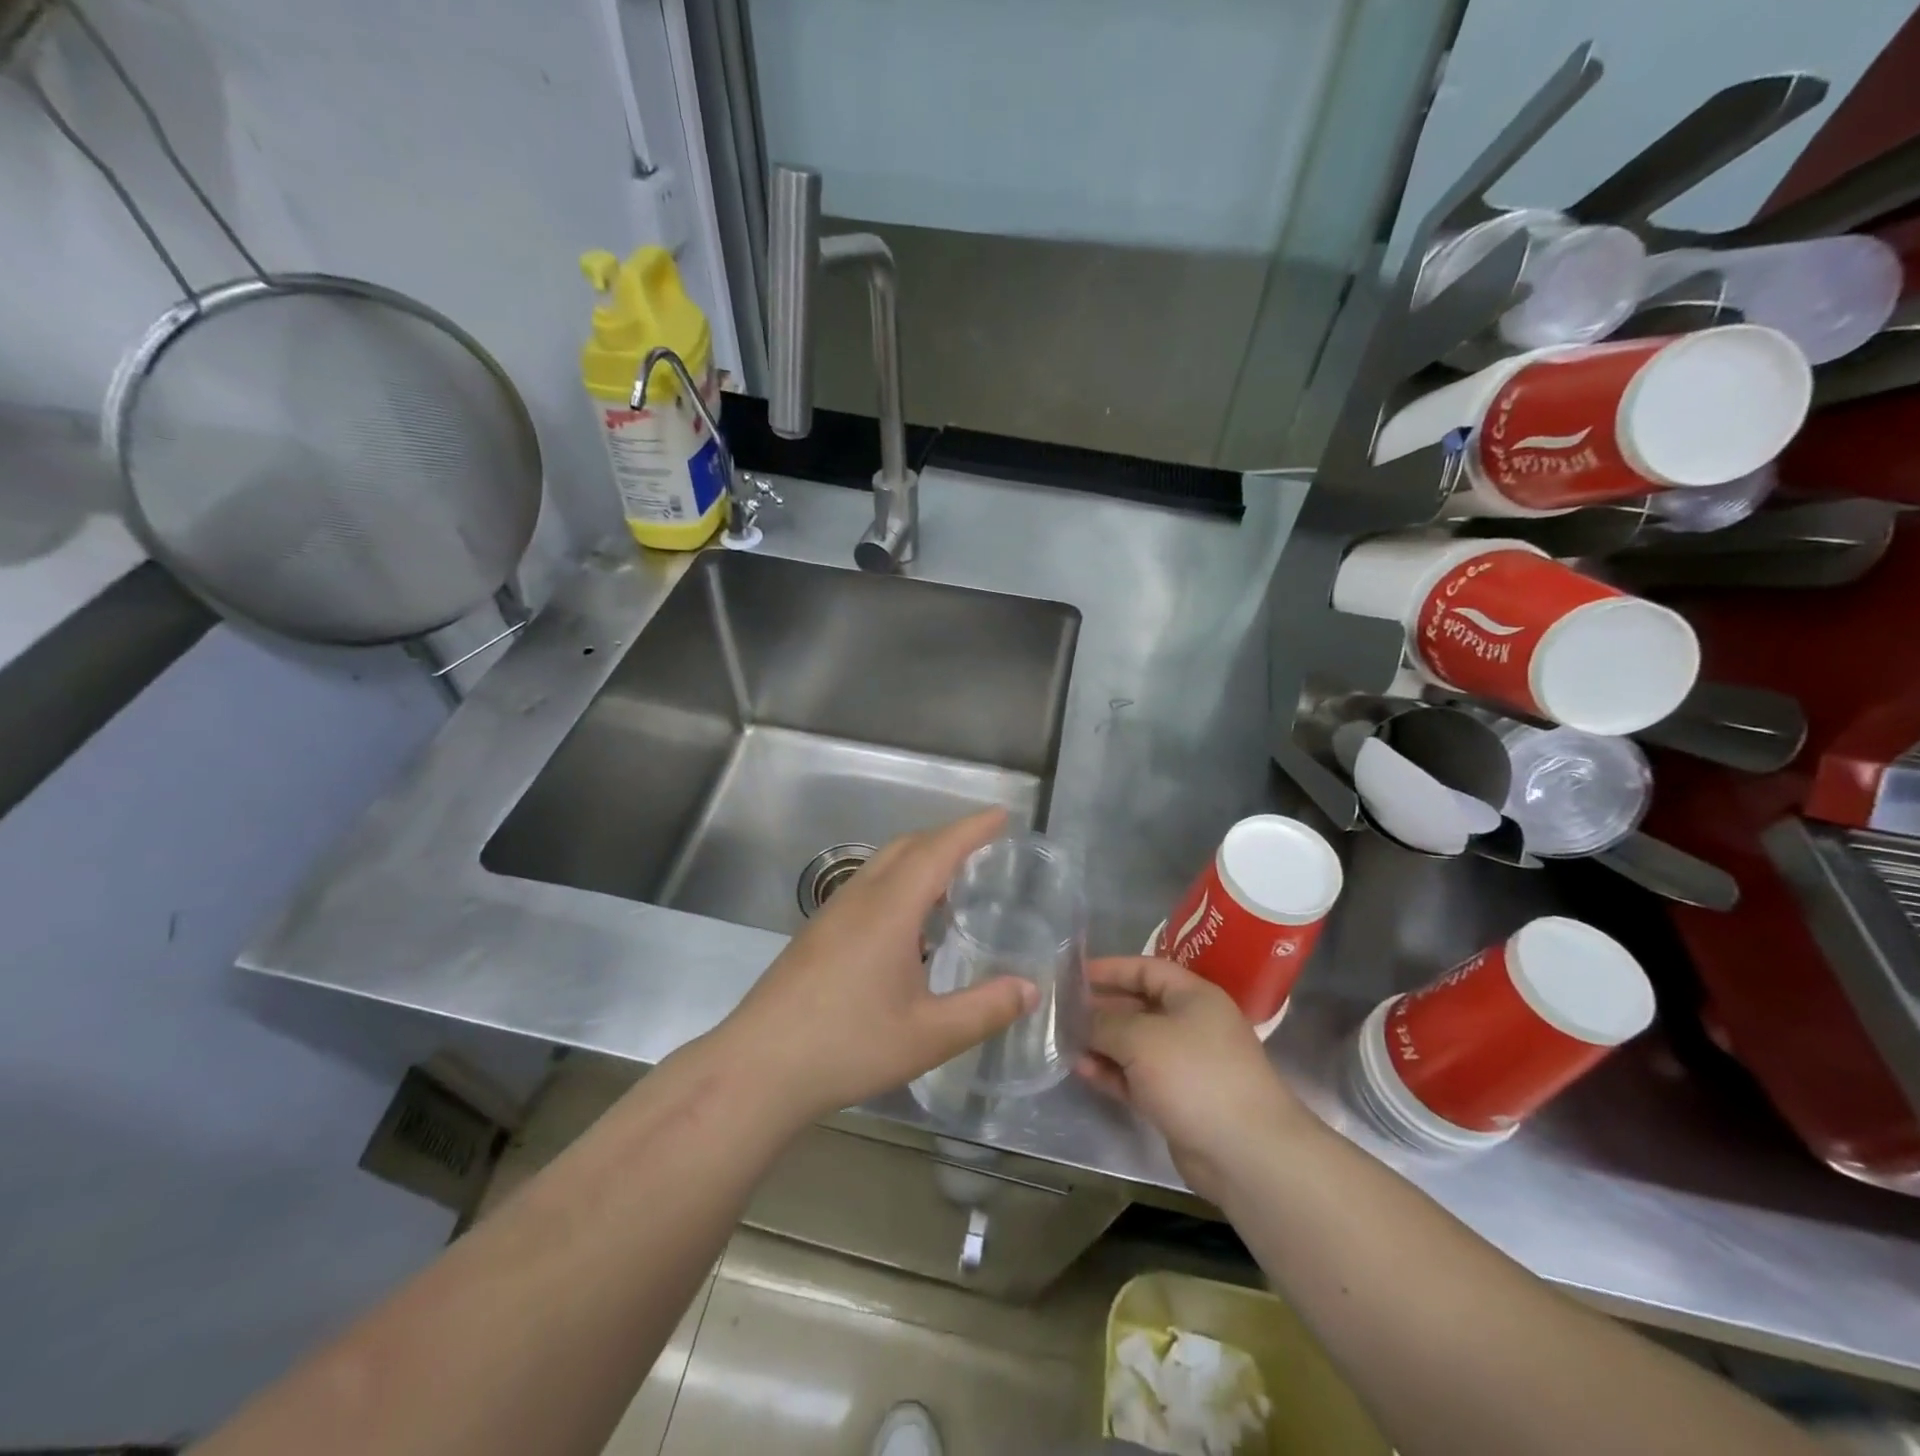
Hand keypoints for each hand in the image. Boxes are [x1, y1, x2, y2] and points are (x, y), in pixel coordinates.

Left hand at [717, 809, 1038, 1122]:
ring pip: (882, 865)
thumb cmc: (848, 1045)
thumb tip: (1030, 989)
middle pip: (907, 846)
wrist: (759, 1068)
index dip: (972, 829)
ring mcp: (832, 913)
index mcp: (890, 908)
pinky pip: (866, 887)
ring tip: (952, 886)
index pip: (938, 850)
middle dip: (947, 838)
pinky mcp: (816, 933)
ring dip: (919, 860)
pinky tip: (908, 926)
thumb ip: (984, 1010)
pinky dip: (898, 883)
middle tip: (984, 849)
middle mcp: (860, 897)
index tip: (1001, 815)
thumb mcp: (928, 1035)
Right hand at [1078, 957, 1313, 1202]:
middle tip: (1060, 1012)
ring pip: (1133, 1045)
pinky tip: (1081, 1070)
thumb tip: (1079, 1018)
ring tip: (1063, 1043)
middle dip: (1099, 1009)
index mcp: (1193, 996)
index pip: (1146, 969)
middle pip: (1137, 1007)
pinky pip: (1136, 1077)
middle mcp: (1190, 1025)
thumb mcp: (1141, 1038)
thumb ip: (1104, 1022)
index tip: (1074, 975)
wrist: (1246, 1153)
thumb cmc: (1194, 1075)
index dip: (1110, 969)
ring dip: (1100, 1043)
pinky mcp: (1176, 1100)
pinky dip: (1111, 1072)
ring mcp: (1184, 1065)